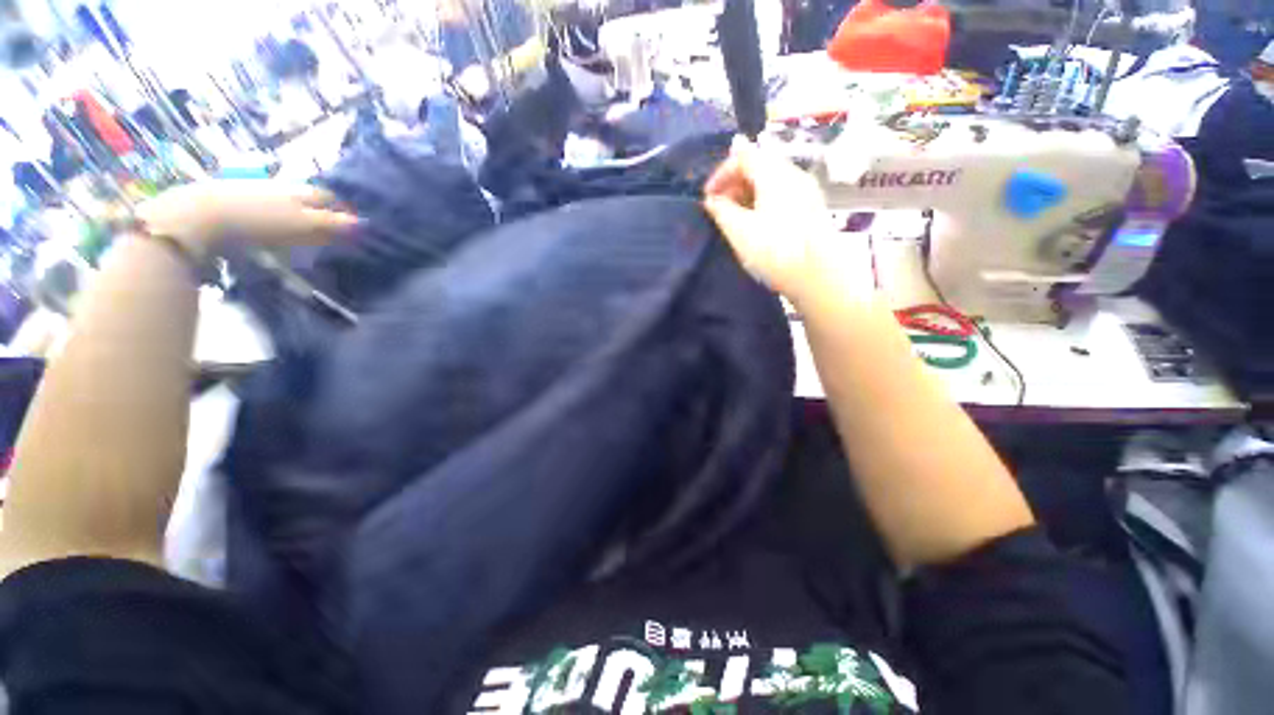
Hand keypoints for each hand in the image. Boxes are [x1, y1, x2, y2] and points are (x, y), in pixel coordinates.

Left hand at [137, 181, 358, 254]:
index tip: (351, 224)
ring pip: (283, 199)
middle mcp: (280, 185)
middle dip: (320, 208)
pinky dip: (272, 214)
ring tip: (300, 227)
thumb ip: (334, 225)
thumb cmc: (258, 222)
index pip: (329, 198)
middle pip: (307, 196)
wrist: (197, 217)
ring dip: (295, 211)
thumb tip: (364, 225)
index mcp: (300, 191)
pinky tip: (269, 225)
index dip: (342, 209)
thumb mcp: (303, 226)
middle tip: (329, 226)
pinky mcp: (230, 199)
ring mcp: (253, 190)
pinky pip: (261, 205)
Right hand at [704, 138, 869, 301]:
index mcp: (775, 174)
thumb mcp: (739, 232)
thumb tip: (712, 199)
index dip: (720, 173)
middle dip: (734, 183)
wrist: (819, 277)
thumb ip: (721, 210)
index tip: (707, 198)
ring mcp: (806, 191)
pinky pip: (782, 193)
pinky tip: (756, 224)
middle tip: (720, 208)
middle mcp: (794, 174)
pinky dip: (763, 201)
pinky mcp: (811, 208)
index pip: (743, 156)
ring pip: (771, 180)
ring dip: (748, 193)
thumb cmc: (775, 252)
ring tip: (735, 218)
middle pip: (759, 165)